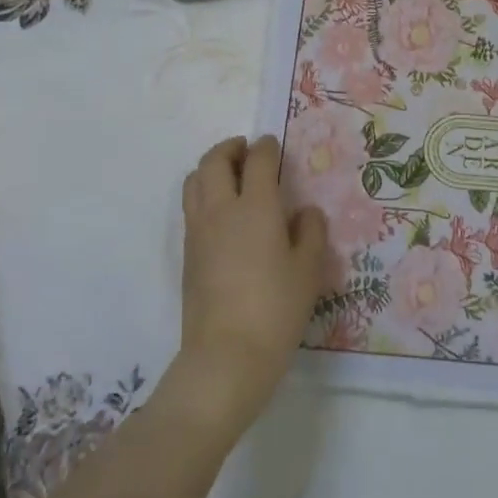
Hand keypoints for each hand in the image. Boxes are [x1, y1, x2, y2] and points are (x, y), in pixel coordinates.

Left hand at [176, 136, 328, 425]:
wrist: (227, 354)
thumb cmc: (276, 309)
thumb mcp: (308, 270)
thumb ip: (310, 232)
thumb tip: (304, 212)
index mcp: (256, 207)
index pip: (258, 161)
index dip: (266, 147)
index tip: (272, 144)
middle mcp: (221, 210)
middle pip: (214, 161)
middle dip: (230, 148)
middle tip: (246, 151)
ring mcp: (198, 231)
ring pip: (194, 181)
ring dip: (210, 168)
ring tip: (229, 176)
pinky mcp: (187, 253)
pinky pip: (191, 207)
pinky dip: (203, 194)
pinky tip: (222, 213)